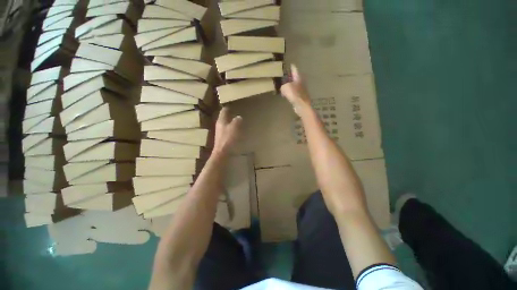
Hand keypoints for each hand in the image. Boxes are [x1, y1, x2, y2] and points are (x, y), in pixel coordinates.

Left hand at [213, 107, 241, 156]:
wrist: (223, 153)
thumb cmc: (228, 139)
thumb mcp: (235, 127)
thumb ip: (237, 120)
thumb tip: (239, 117)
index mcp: (221, 120)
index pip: (224, 110)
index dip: (228, 107)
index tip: (234, 105)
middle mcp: (219, 125)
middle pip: (224, 117)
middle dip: (230, 115)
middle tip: (238, 113)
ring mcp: (220, 132)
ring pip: (226, 124)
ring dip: (231, 123)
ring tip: (239, 122)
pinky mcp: (223, 139)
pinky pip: (228, 131)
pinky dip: (232, 130)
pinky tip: (237, 132)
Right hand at [281, 64, 311, 116]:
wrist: (301, 105)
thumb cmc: (294, 94)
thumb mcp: (285, 87)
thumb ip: (283, 86)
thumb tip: (283, 89)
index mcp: (298, 77)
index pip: (294, 69)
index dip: (291, 67)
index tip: (289, 64)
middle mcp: (301, 82)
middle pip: (295, 77)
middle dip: (290, 77)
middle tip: (284, 76)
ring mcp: (301, 90)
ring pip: (294, 85)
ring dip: (290, 85)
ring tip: (284, 86)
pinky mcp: (300, 97)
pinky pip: (294, 92)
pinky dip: (290, 93)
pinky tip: (286, 95)